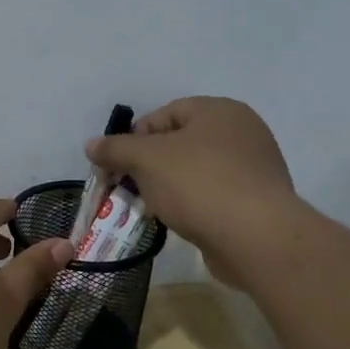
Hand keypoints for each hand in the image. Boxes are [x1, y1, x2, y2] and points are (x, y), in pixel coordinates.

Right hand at [85, 97, 296, 279]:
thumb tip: (91, 145)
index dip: (134, 138)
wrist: (256, 238)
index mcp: (219, 110)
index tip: (117, 166)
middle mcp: (242, 131)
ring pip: (196, 170)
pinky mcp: (258, 200)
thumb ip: (115, 149)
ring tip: (151, 208)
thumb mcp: (146, 160)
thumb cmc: (198, 185)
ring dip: (169, 186)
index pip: (165, 114)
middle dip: (149, 165)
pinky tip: (179, 221)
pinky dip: (193, 204)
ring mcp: (254, 167)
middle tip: (129, 188)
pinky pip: (214, 194)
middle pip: (180, 142)